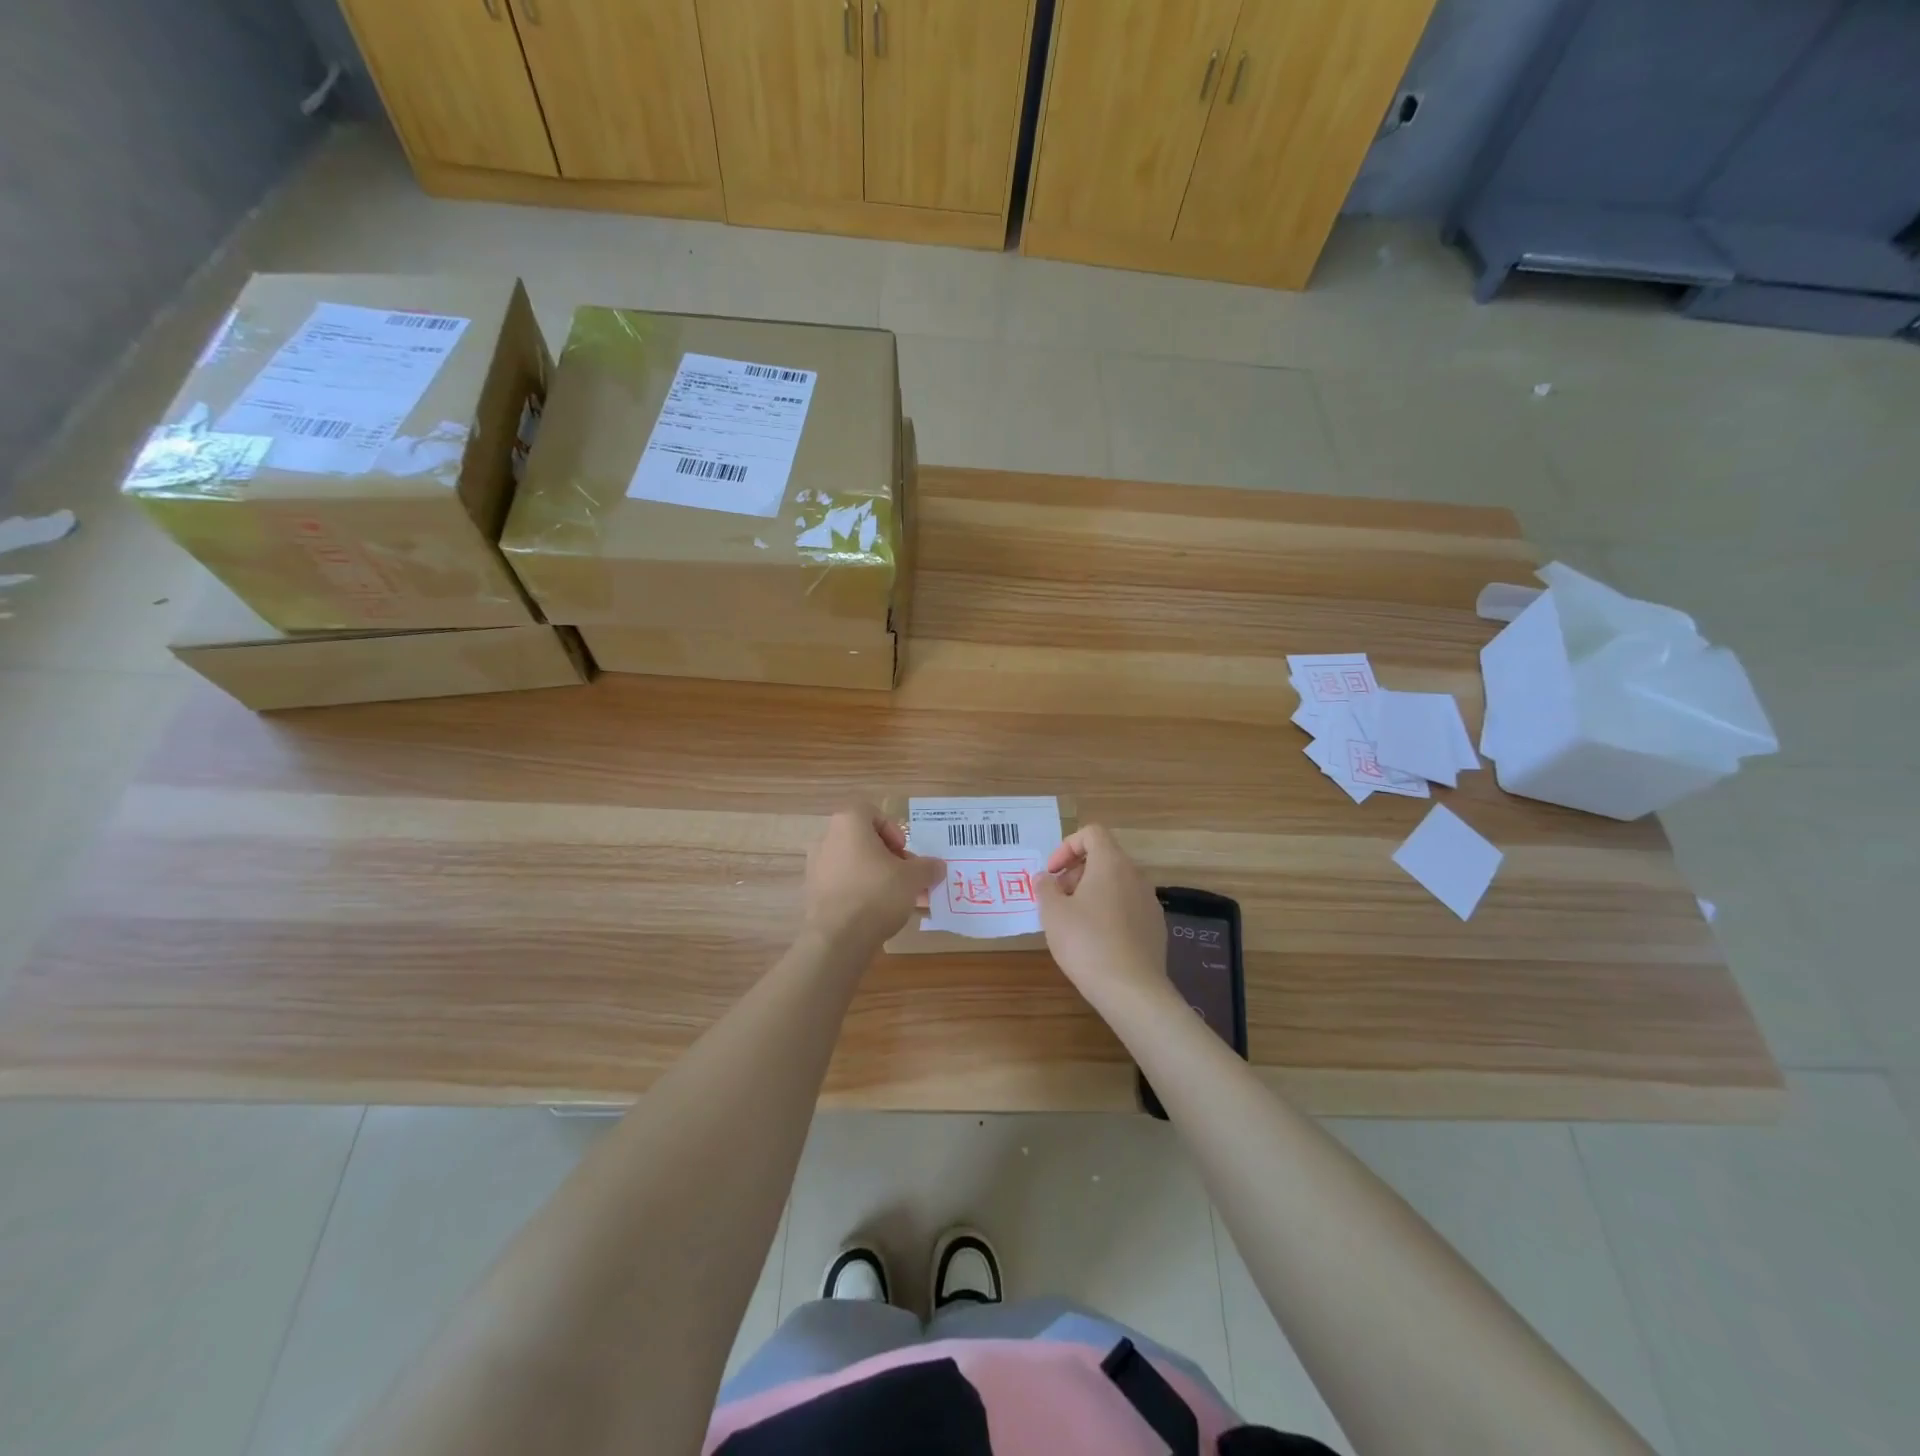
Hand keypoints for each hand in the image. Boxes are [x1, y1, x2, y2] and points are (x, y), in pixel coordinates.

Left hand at [804, 804, 945, 951]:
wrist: (837, 938)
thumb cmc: (877, 894)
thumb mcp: (913, 878)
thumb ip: (928, 867)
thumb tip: (938, 866)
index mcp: (848, 823)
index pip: (871, 812)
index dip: (892, 829)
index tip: (903, 852)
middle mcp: (826, 838)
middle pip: (862, 839)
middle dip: (887, 856)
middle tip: (904, 876)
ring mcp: (815, 866)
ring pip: (852, 862)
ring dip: (874, 874)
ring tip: (895, 898)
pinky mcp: (812, 892)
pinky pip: (842, 883)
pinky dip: (859, 891)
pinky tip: (875, 912)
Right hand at [1034, 826, 1170, 1010]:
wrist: (1132, 990)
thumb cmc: (1086, 942)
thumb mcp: (1053, 913)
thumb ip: (1045, 888)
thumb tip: (1045, 877)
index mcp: (1111, 863)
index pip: (1092, 833)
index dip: (1067, 846)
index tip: (1052, 873)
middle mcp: (1135, 875)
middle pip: (1104, 858)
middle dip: (1076, 873)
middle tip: (1058, 899)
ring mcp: (1149, 901)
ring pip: (1116, 884)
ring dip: (1092, 893)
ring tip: (1074, 923)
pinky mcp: (1155, 926)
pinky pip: (1128, 907)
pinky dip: (1109, 912)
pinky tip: (1097, 942)